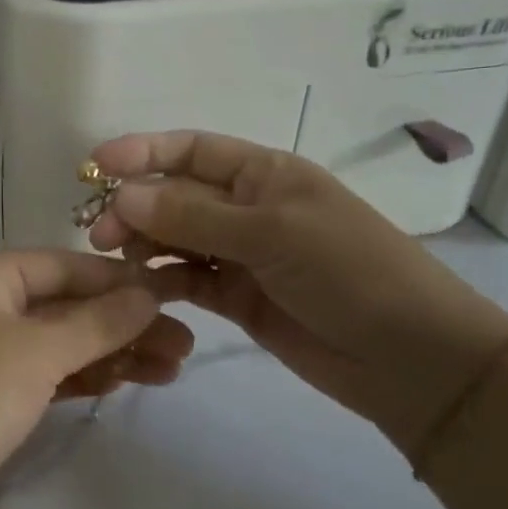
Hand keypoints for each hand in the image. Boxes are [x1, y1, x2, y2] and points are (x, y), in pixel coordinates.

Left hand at [0, 250, 194, 508]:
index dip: (116, 279)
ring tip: (172, 368)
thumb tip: (149, 294)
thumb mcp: (39, 349)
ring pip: (58, 344)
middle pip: (63, 306)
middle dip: (122, 323)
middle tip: (184, 344)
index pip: (61, 265)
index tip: (170, 293)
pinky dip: (83, 378)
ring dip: (111, 353)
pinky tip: (126, 382)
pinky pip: (45, 376)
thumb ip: (98, 321)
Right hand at [86, 130, 507, 449]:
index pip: (193, 150)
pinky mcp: (237, 297)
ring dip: (145, 245)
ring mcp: (242, 254)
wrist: (410, 358)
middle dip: (136, 206)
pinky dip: (163, 282)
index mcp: (264, 174)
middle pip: (176, 195)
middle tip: (100, 234)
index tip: (96, 165)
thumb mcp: (271, 233)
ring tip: (116, 262)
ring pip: (176, 239)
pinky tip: (140, 290)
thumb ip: (193, 216)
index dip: (144, 152)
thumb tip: (125, 195)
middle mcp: (248, 207)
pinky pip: (188, 280)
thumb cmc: (348, 271)